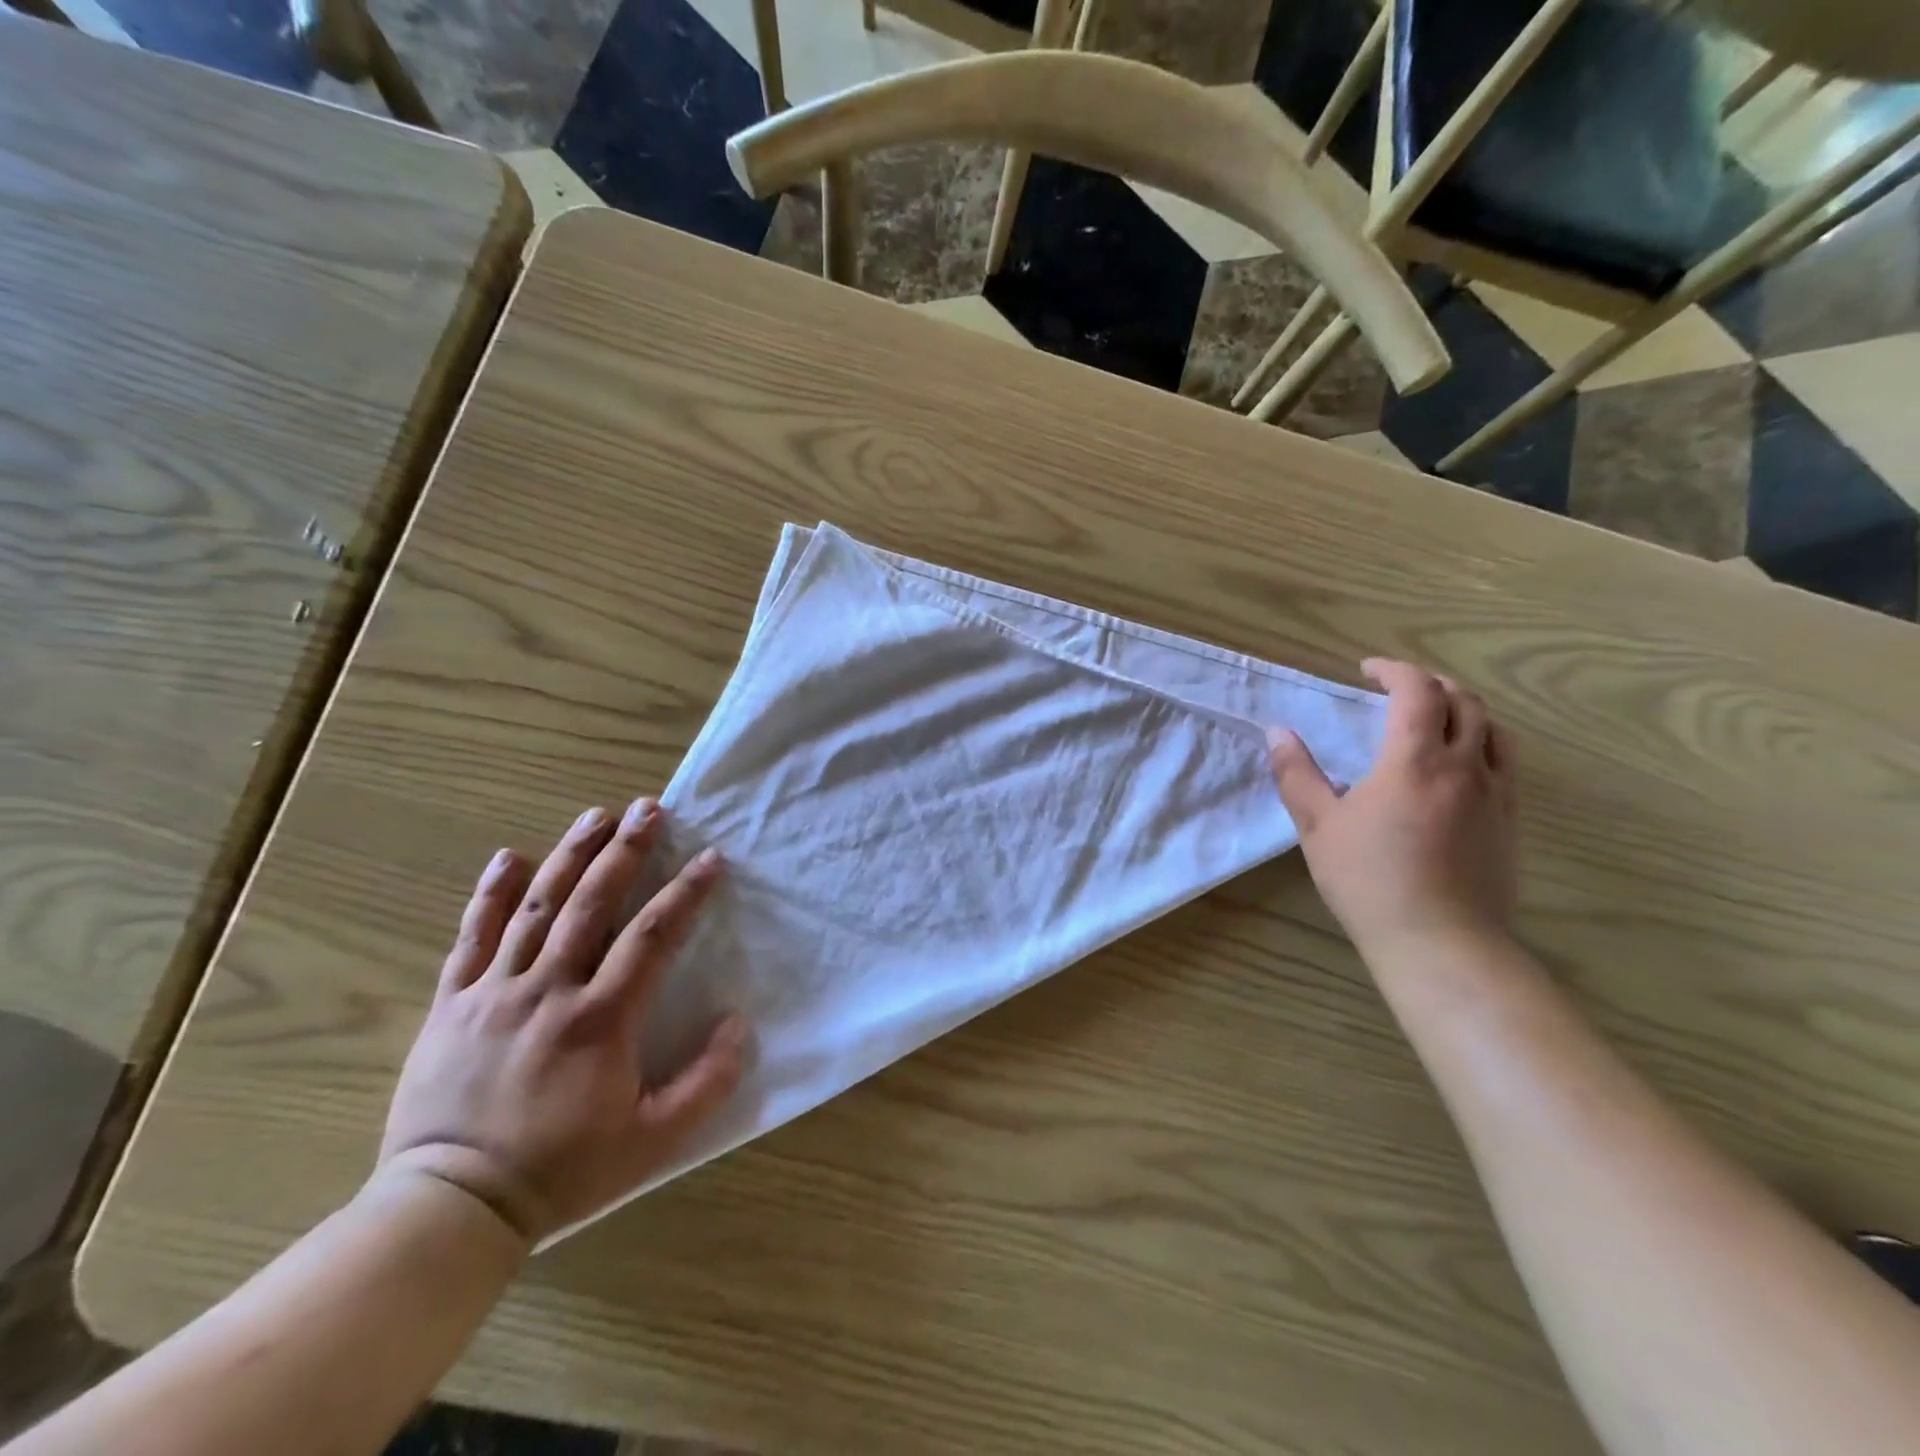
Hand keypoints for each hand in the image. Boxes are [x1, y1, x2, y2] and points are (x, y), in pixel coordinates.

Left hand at [377, 799, 746, 1245]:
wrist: (452, 1208)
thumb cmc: (563, 1171)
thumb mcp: (654, 1141)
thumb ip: (707, 1083)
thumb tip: (737, 1022)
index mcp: (601, 1019)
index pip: (653, 936)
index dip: (686, 893)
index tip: (711, 859)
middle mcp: (549, 990)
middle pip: (593, 903)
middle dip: (626, 851)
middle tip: (650, 808)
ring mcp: (495, 992)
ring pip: (537, 907)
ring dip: (570, 855)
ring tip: (597, 815)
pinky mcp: (452, 1004)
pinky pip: (471, 937)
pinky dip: (491, 894)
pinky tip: (508, 857)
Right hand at [1271, 659, 1517, 959]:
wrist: (1440, 941)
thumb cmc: (1369, 880)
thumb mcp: (1318, 826)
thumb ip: (1297, 774)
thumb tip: (1278, 733)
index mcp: (1415, 760)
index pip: (1417, 691)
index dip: (1394, 670)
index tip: (1367, 671)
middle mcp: (1465, 766)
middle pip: (1464, 701)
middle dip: (1431, 684)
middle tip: (1399, 690)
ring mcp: (1496, 794)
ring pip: (1495, 730)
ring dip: (1465, 710)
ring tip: (1436, 719)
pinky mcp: (1510, 822)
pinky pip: (1506, 764)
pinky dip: (1483, 744)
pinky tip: (1460, 767)